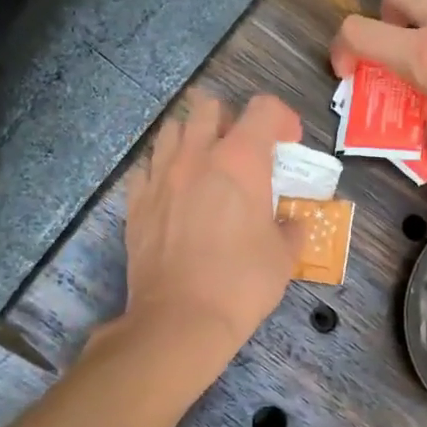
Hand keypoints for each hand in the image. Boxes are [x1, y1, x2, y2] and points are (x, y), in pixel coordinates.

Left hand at [120, 88, 301, 366]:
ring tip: (205, 165)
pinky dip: (163, 169)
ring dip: (192, 137)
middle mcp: (197, 156)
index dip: (282, 119)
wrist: (181, 319)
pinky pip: (147, 166)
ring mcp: (160, 176)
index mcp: (241, 161)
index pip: (263, 109)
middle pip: (209, 106)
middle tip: (243, 151)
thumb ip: (291, 229)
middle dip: (230, 120)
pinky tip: (174, 192)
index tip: (288, 143)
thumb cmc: (242, 283)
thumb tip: (290, 223)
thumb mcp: (284, 256)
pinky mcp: (135, 201)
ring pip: (172, 129)